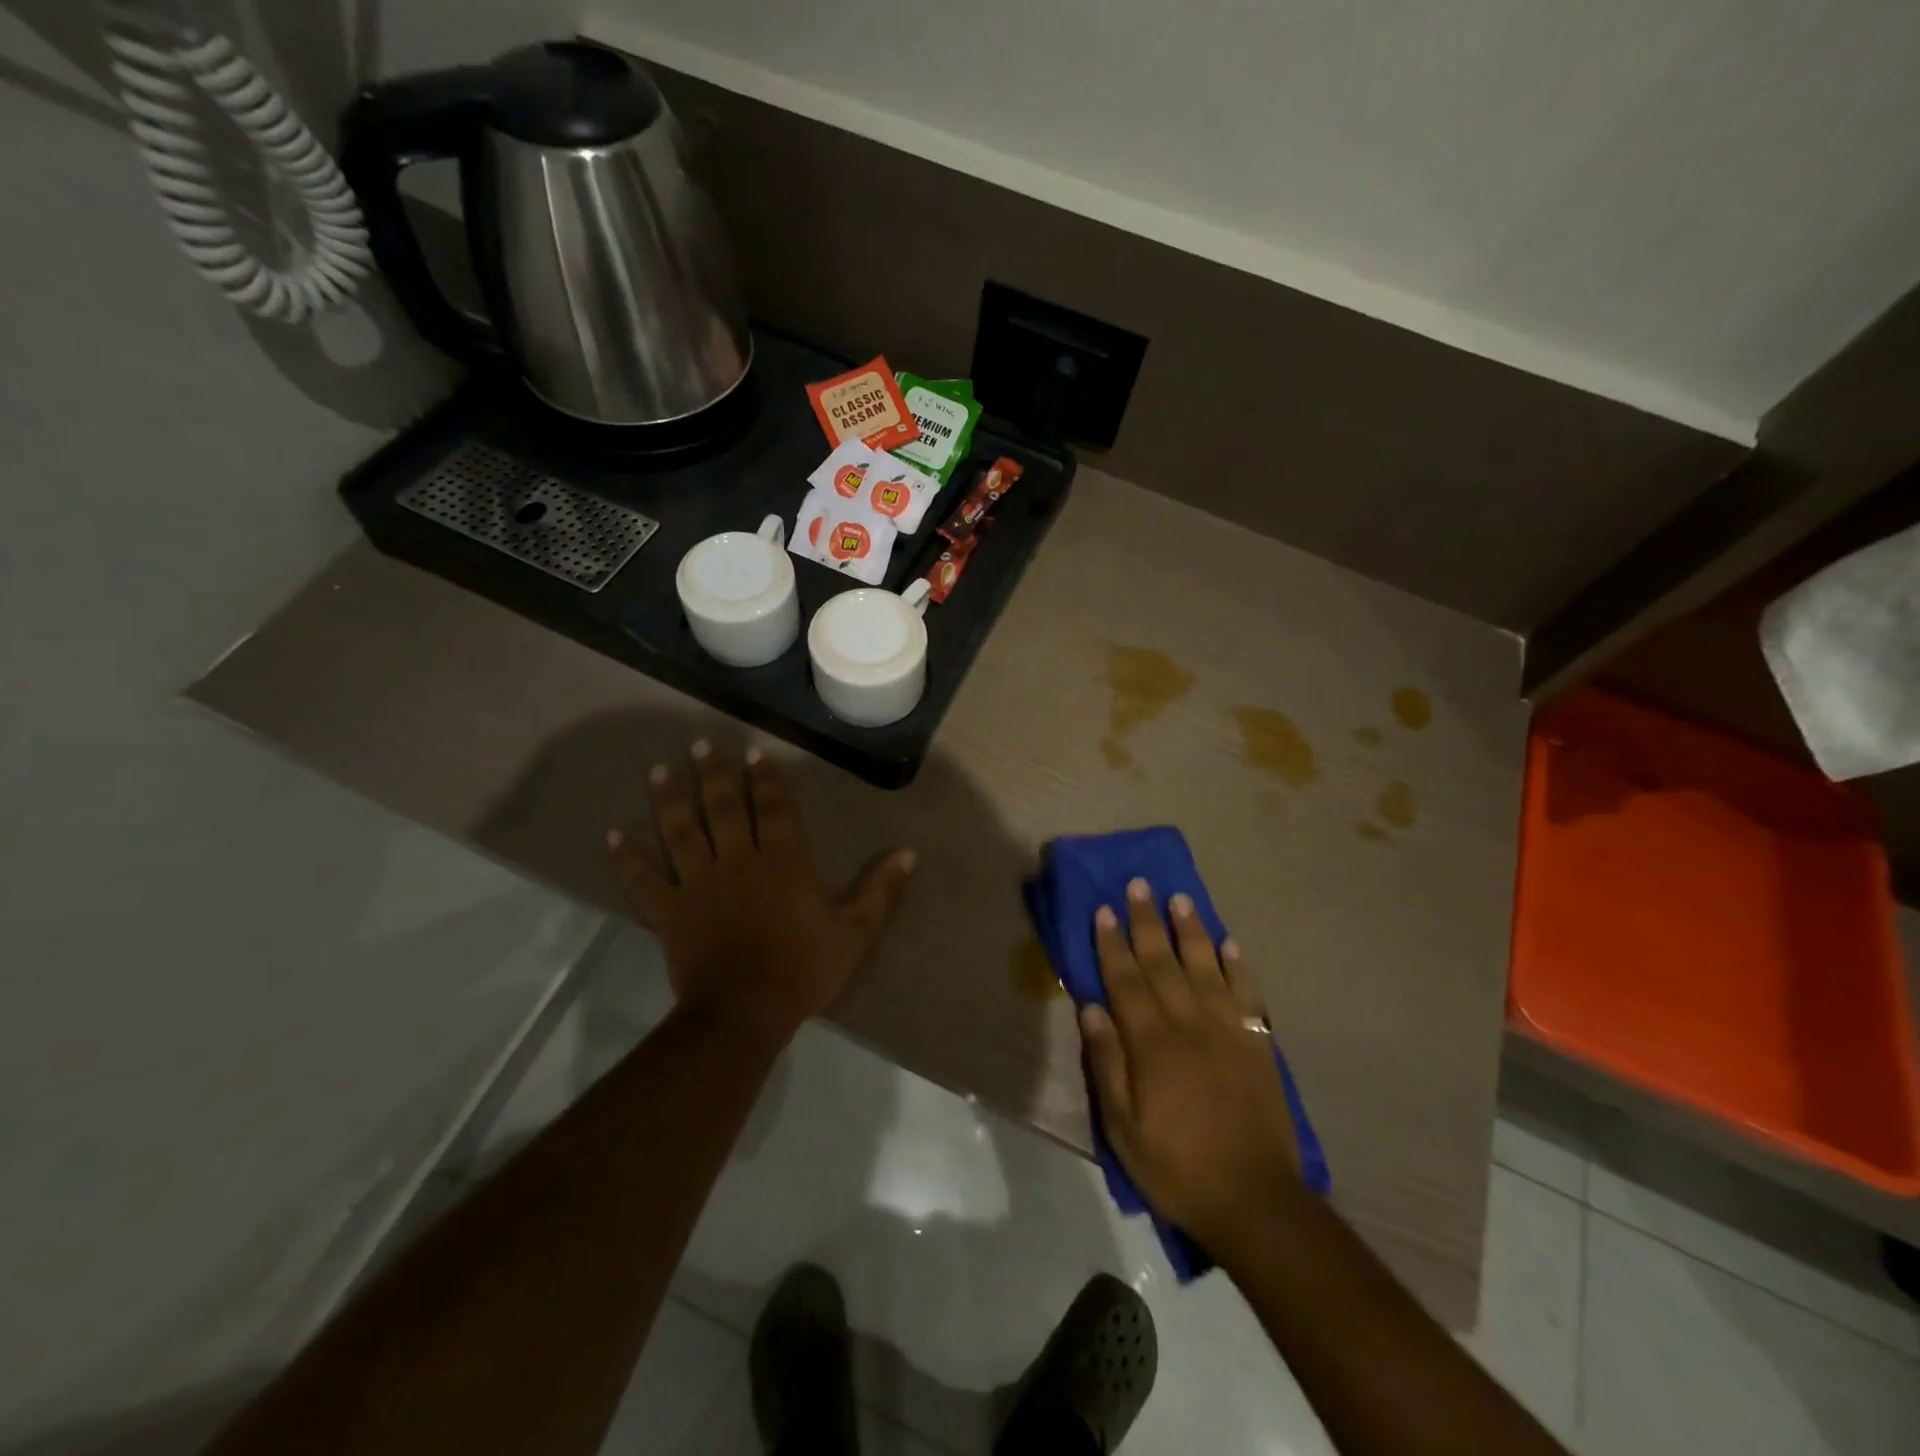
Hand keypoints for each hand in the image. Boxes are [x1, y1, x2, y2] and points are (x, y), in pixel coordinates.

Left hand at [607, 741, 914, 1048]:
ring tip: (659, 770)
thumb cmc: (803, 970)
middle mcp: (737, 861)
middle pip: (722, 808)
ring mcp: (698, 885)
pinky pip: (644, 881)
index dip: (766, 779)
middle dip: (713, 774)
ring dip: (669, 800)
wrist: (744, 1012)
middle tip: (701, 744)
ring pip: (681, 832)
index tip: (756, 753)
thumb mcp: (855, 932)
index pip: (774, 809)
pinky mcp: (669, 912)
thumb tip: (909, 853)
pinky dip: (628, 858)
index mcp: (782, 862)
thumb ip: (881, 891)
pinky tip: (612, 835)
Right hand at [1078, 878, 1301, 1260]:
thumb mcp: (1123, 1128)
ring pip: (1205, 968)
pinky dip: (1238, 966)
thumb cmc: (1177, 1167)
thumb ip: (1107, 1064)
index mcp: (1152, 1044)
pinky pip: (1247, 995)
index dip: (1112, 943)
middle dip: (1147, 922)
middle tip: (1139, 885)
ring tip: (1179, 898)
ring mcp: (1228, 1031)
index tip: (1104, 909)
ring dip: (1191, 931)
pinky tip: (1228, 943)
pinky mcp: (1257, 1044)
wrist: (1255, 1201)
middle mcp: (1189, 1025)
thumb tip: (1091, 1007)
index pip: (1126, 980)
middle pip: (1163, 963)